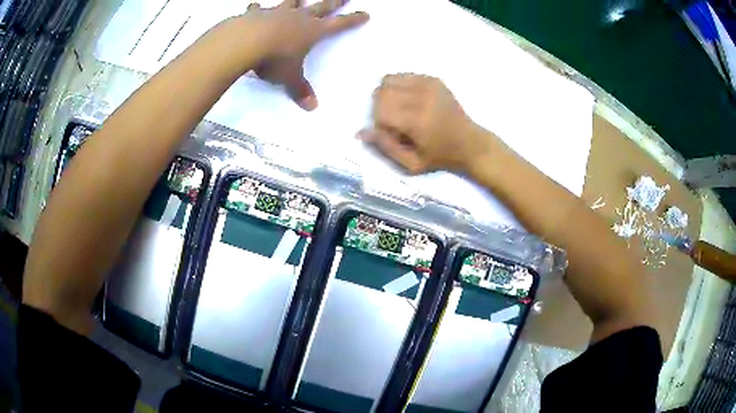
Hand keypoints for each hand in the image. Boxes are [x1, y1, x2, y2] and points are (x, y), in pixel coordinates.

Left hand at [239, 0, 368, 109]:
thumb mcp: (289, 77)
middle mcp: (298, 17)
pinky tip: (254, 6)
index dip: (353, 20)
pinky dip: (257, 8)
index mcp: (312, 31)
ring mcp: (277, 13)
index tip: (365, 14)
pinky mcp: (256, 14)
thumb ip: (299, 89)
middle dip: (334, 1)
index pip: (339, 24)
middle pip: (321, 6)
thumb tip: (312, 107)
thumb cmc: (274, 59)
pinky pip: (258, 9)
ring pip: (291, 2)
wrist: (246, 42)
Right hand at [360, 74, 493, 173]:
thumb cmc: (440, 157)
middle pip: (381, 92)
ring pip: (389, 79)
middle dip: (380, 107)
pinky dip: (398, 86)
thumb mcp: (411, 164)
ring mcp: (428, 84)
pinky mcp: (433, 79)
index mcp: (417, 120)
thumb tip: (360, 133)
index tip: (392, 133)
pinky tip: (409, 99)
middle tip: (394, 121)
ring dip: (387, 95)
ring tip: (400, 108)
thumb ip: (385, 147)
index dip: (380, 123)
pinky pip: (403, 75)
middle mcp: (422, 97)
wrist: (470, 143)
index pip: (380, 110)